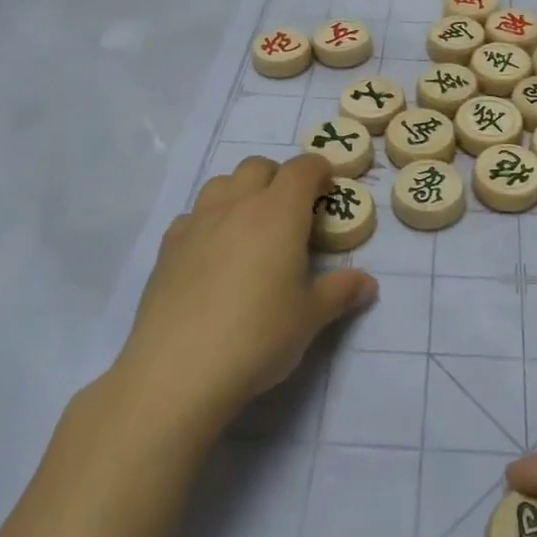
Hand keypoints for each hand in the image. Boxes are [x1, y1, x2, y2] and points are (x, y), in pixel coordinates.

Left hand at [117, 153, 375, 433]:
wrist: (178, 370)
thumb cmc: (258, 336)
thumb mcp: (311, 317)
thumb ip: (341, 292)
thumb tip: (368, 283)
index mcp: (279, 212)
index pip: (302, 168)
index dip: (319, 170)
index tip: (327, 188)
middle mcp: (237, 205)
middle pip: (258, 166)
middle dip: (279, 178)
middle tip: (291, 212)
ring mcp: (197, 223)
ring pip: (221, 183)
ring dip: (241, 192)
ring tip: (251, 227)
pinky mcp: (168, 247)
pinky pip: (192, 216)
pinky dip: (208, 221)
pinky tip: (212, 254)